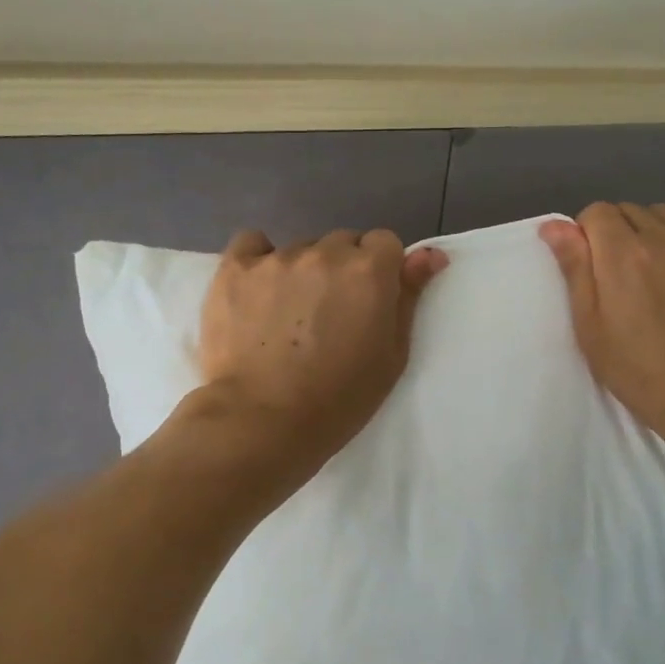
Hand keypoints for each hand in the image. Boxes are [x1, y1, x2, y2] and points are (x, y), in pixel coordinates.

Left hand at [195, 228, 447, 462]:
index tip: (369, 301)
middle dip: (342, 270)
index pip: (385, 242)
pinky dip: (258, 260)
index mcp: (369, 271)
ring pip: (300, 249)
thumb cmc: (338, 399)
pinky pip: (252, 244)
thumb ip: (409, 298)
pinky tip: (256, 290)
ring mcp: (276, 258)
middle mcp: (325, 254)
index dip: (380, 270)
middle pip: (342, 243)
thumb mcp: (391, 356)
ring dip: (302, 271)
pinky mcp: (234, 269)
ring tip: (287, 315)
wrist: (262, 421)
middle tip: (329, 313)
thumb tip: (430, 255)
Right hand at [540, 203, 664, 440]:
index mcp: (623, 254)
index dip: (584, 236)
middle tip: (613, 275)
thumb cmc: (637, 367)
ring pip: (662, 211)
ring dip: (646, 228)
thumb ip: (574, 268)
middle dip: (612, 232)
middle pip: (627, 209)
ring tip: (646, 265)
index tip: (588, 268)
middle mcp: (663, 238)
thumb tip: (554, 225)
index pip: (596, 212)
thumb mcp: (590, 325)